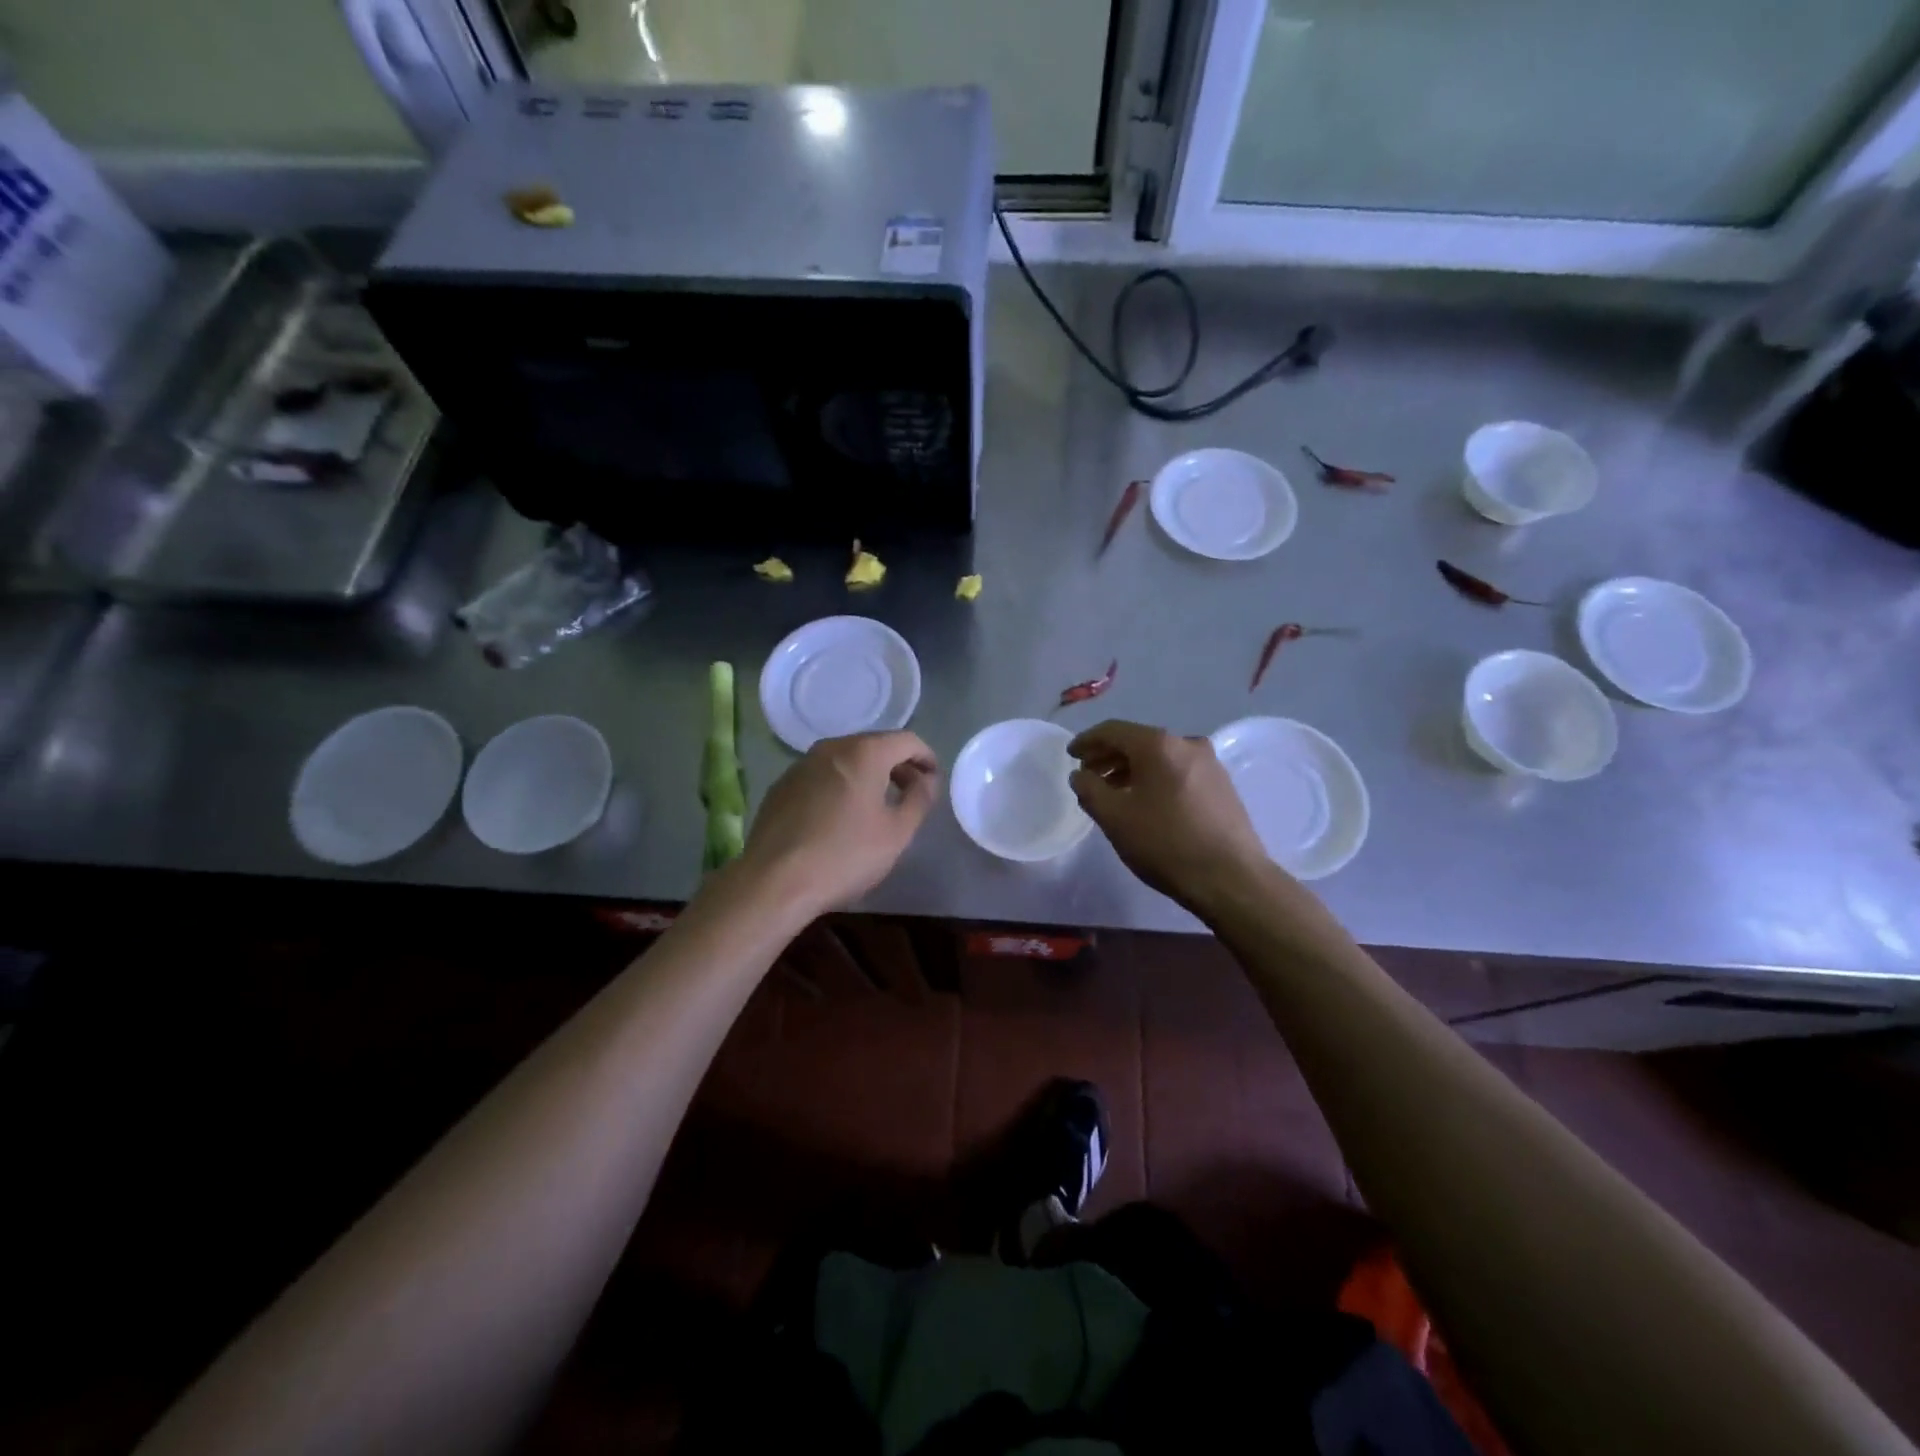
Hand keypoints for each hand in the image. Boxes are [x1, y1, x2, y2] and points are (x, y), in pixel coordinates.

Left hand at [737, 731, 939, 918]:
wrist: (774, 881)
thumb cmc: (845, 855)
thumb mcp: (897, 832)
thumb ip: (920, 798)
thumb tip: (926, 779)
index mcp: (864, 752)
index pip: (907, 740)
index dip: (926, 757)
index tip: (934, 781)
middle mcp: (831, 748)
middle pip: (874, 745)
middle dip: (897, 765)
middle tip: (910, 793)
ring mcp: (801, 765)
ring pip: (845, 759)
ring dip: (867, 774)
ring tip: (877, 805)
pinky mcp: (781, 785)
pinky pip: (822, 775)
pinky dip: (839, 785)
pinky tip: (839, 816)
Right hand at [1068, 720, 1274, 914]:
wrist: (1232, 879)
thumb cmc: (1166, 844)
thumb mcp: (1115, 818)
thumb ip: (1089, 790)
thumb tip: (1080, 775)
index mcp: (1159, 744)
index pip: (1113, 730)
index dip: (1087, 741)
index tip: (1070, 755)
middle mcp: (1187, 743)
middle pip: (1138, 741)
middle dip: (1109, 756)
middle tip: (1087, 775)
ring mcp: (1210, 764)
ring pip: (1160, 758)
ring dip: (1131, 769)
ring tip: (1112, 791)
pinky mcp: (1222, 785)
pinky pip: (1178, 771)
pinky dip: (1155, 779)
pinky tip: (1145, 802)